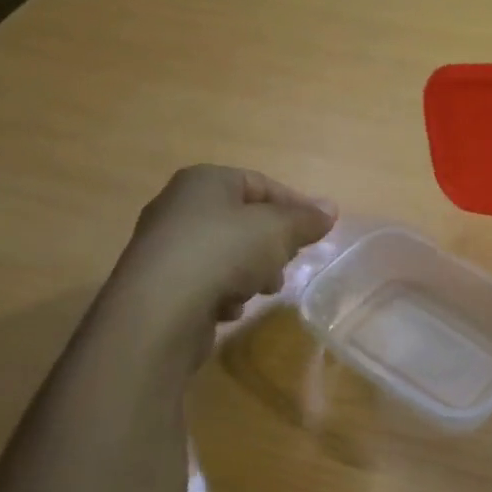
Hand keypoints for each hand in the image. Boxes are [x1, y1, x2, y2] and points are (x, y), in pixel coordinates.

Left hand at [106, 165, 334, 368]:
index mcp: (205, 181)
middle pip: (244, 221)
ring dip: (251, 273)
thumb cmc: (224, 252)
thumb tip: (330, 209)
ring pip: (228, 254)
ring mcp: (167, 246)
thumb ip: (306, 219)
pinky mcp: (162, 284)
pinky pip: (206, 282)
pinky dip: (223, 294)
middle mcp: (180, 206)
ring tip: (260, 290)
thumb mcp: (277, 230)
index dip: (295, 205)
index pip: (260, 184)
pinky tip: (228, 309)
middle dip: (272, 246)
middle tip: (287, 264)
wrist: (160, 310)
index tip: (320, 230)